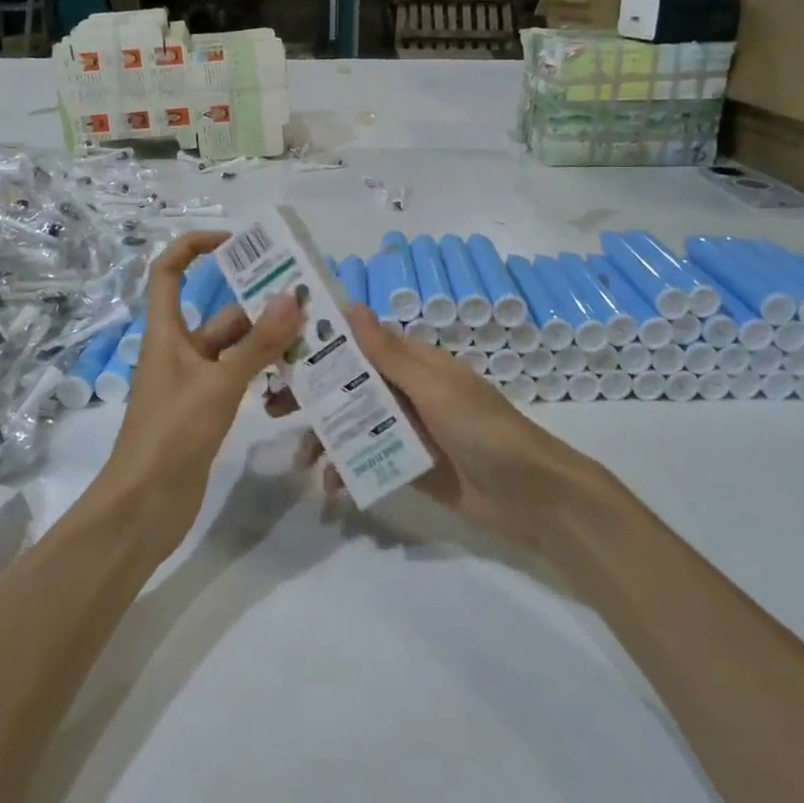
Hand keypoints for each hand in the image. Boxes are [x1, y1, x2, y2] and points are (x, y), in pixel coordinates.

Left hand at [101, 232, 301, 548]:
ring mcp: (194, 382)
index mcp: (167, 332)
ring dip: (268, 344)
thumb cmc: (172, 434)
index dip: (195, 246)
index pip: (169, 270)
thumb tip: (293, 297)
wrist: (144, 508)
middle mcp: (180, 350)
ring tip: (315, 339)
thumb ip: (259, 344)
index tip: (237, 243)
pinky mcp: (207, 410)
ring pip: (236, 348)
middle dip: (259, 308)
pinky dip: (263, 373)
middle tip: (308, 304)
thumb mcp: (220, 384)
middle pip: (220, 314)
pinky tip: (297, 377)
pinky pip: (239, 378)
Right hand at [302, 306, 590, 548]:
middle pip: (349, 386)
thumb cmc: (483, 428)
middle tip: (272, 410)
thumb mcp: (434, 387)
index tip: (280, 350)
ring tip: (302, 463)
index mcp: (413, 362)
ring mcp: (406, 430)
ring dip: (325, 439)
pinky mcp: (408, 466)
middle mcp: (405, 390)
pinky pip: (367, 460)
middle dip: (312, 397)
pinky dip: (347, 470)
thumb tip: (349, 306)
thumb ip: (389, 354)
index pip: (359, 344)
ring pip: (353, 425)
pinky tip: (333, 489)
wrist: (530, 496)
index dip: (322, 345)